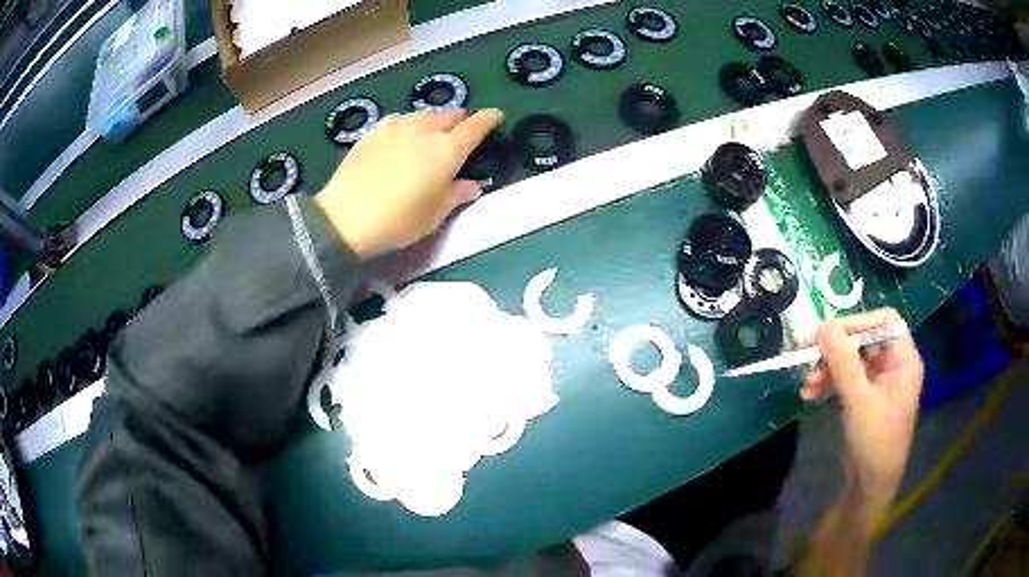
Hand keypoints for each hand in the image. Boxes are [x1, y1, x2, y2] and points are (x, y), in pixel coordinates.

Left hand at [314, 109, 503, 257]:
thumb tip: (473, 186)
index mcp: (447, 150)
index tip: (496, 116)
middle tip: (466, 125)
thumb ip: (456, 195)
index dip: (488, 119)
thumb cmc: (398, 220)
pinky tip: (403, 129)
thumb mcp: (434, 215)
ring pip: (423, 114)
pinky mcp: (372, 134)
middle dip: (462, 118)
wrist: (346, 218)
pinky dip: (407, 122)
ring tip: (436, 126)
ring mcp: (396, 129)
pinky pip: (397, 119)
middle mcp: (424, 132)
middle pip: (449, 115)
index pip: (475, 127)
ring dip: (435, 118)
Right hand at [801, 308, 923, 526]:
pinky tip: (810, 393)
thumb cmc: (874, 440)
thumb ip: (842, 360)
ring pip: (852, 360)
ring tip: (806, 384)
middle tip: (807, 356)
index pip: (884, 321)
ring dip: (828, 368)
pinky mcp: (866, 398)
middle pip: (864, 340)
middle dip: (835, 349)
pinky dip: (829, 382)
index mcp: (904, 358)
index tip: (829, 332)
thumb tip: (822, 324)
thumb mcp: (858, 399)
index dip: (858, 321)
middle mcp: (894, 365)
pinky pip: (847, 379)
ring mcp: (879, 382)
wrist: (870, 486)